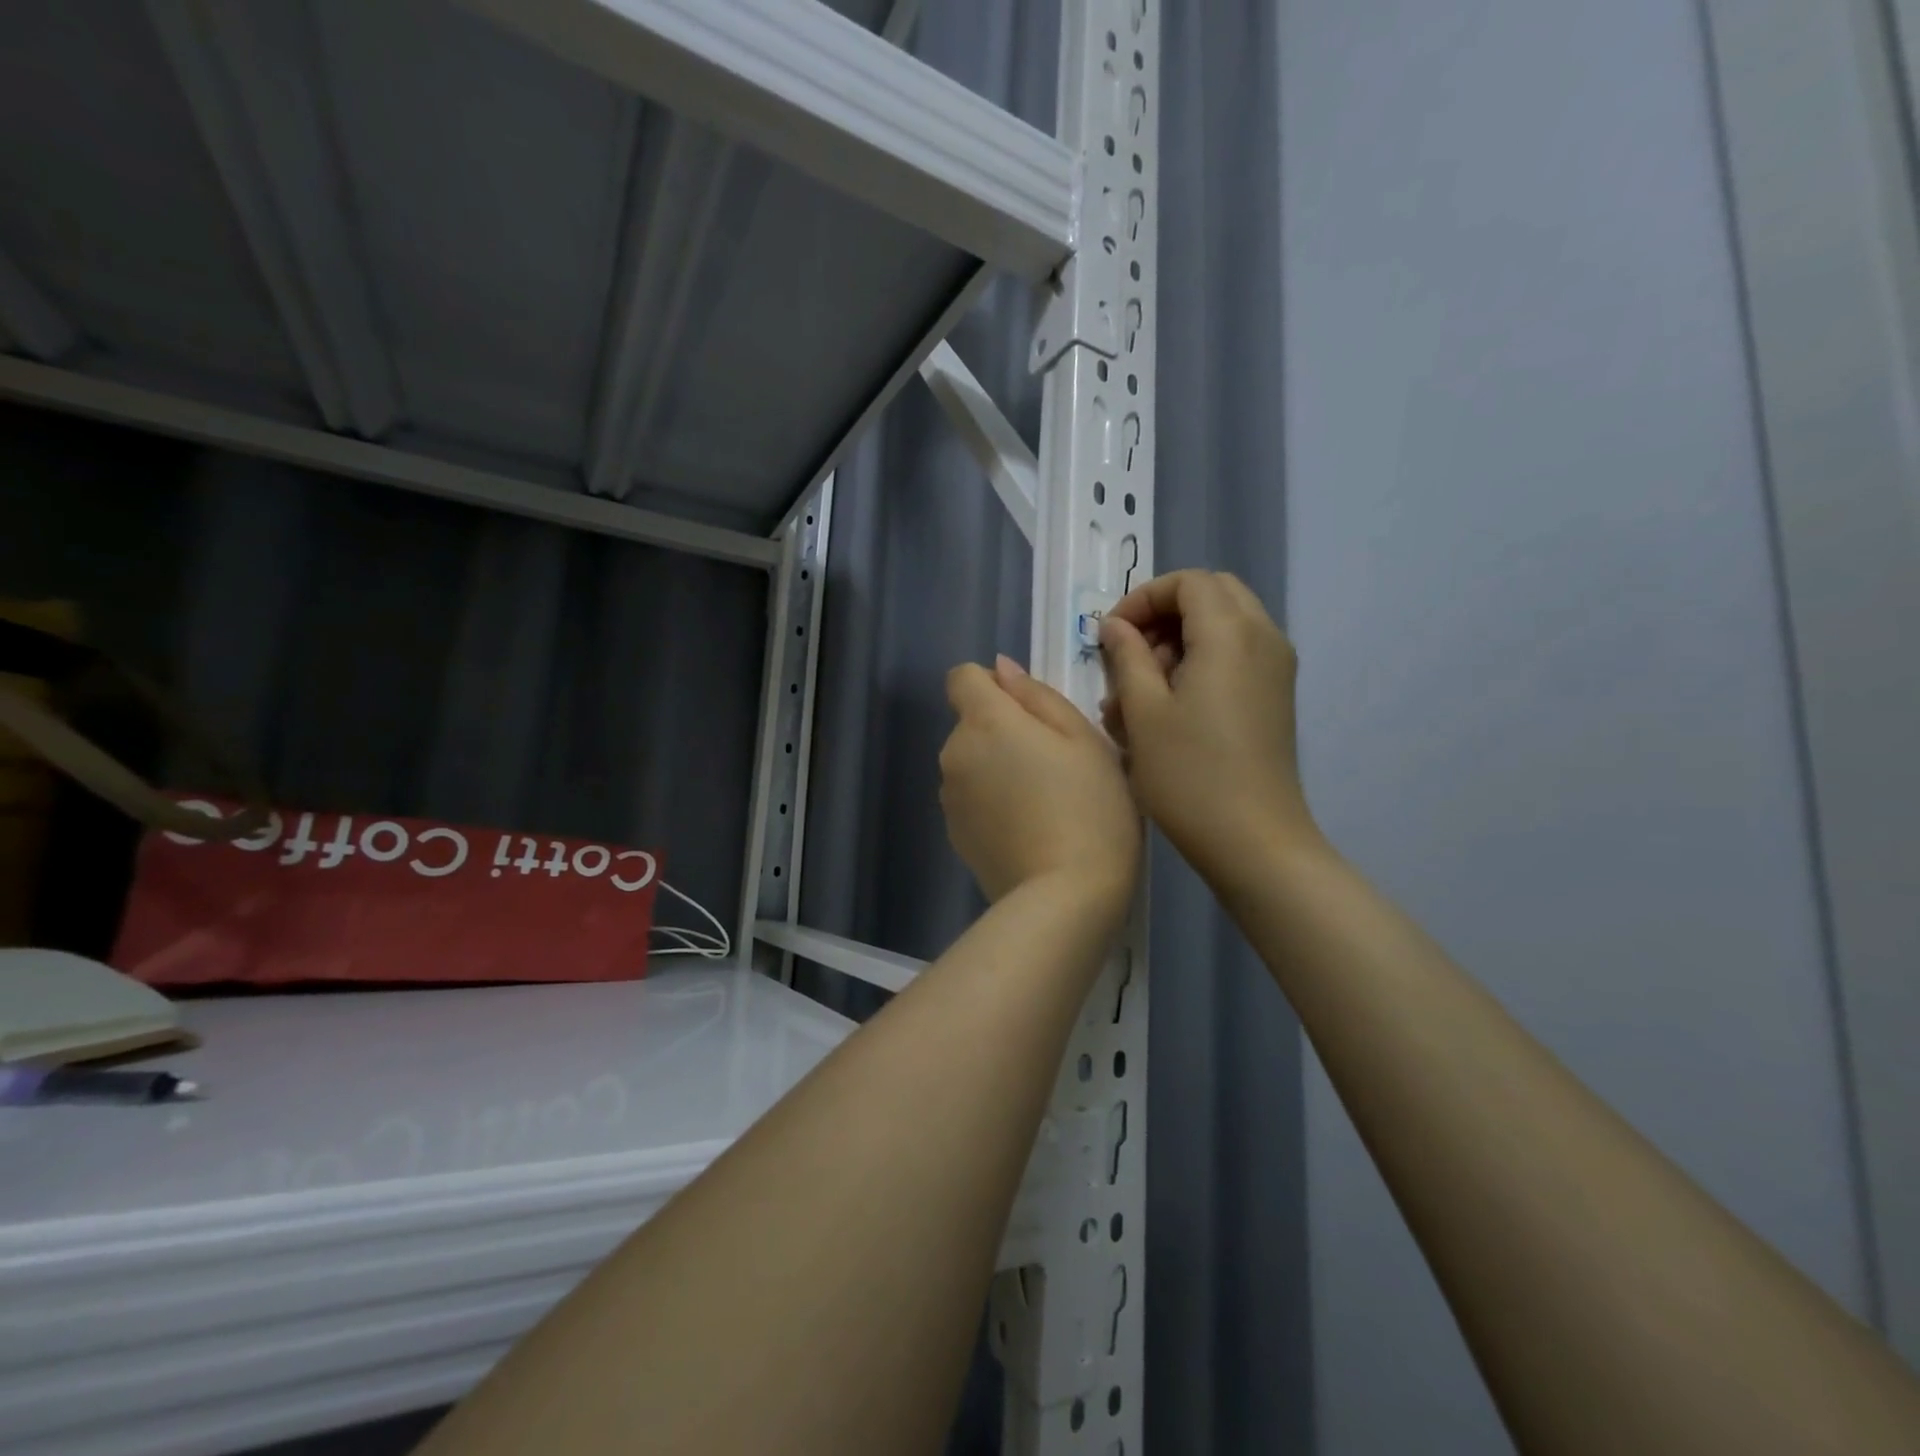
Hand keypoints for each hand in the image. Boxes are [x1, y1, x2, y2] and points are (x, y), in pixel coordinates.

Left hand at [940, 655, 1140, 915]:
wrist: (1065, 898)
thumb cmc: (1089, 808)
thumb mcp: (1083, 739)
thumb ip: (1037, 696)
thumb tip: (1001, 670)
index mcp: (985, 721)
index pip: (963, 677)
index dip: (993, 685)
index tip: (1029, 713)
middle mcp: (954, 753)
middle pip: (971, 722)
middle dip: (1003, 730)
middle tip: (1055, 764)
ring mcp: (949, 797)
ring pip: (972, 762)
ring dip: (997, 767)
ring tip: (1043, 802)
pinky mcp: (954, 834)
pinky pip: (972, 798)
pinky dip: (992, 802)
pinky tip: (1027, 830)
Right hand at [1098, 570, 1319, 882]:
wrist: (1254, 841)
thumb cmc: (1189, 775)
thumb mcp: (1144, 712)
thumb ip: (1127, 656)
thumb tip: (1116, 626)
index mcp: (1231, 633)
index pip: (1188, 582)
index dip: (1144, 598)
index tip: (1111, 634)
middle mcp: (1263, 638)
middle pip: (1212, 595)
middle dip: (1164, 614)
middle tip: (1129, 654)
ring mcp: (1276, 668)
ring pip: (1224, 626)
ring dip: (1179, 642)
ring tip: (1140, 692)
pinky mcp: (1275, 695)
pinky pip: (1236, 655)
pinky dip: (1200, 663)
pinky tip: (1168, 709)